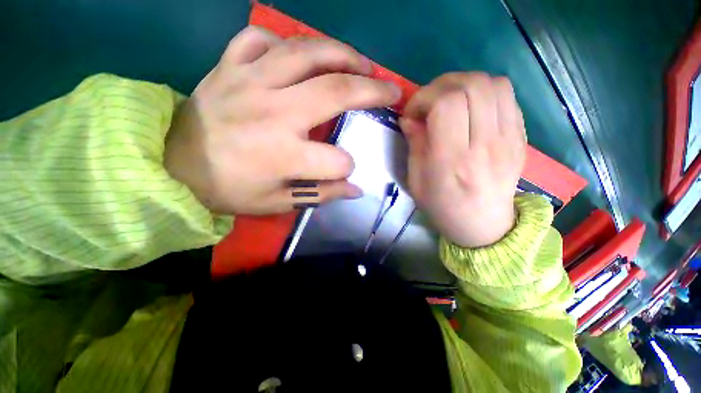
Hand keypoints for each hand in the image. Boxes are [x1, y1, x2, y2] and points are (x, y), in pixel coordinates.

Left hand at [165, 26, 400, 214]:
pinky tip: (298, 56)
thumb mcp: (278, 203)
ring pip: (307, 53)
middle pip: (336, 92)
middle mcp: (273, 112)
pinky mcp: (229, 66)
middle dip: (372, 91)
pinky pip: (261, 39)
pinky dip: (285, 43)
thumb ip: (320, 195)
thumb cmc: (228, 189)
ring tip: (362, 62)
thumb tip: (354, 189)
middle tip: (391, 90)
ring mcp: (250, 81)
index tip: (344, 169)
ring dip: (343, 54)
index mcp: (284, 155)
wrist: (171, 165)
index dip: (347, 167)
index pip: (337, 160)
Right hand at [400, 73, 525, 247]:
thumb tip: (409, 118)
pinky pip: (507, 96)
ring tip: (449, 102)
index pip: (446, 104)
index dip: (424, 98)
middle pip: (471, 86)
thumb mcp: (416, 181)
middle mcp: (485, 145)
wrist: (484, 225)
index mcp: (453, 161)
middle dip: (441, 86)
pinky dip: (484, 92)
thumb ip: (414, 145)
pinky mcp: (520, 137)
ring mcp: (509, 139)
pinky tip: (470, 109)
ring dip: (464, 84)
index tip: (412, 113)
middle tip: (429, 103)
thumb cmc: (443, 207)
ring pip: (493, 84)